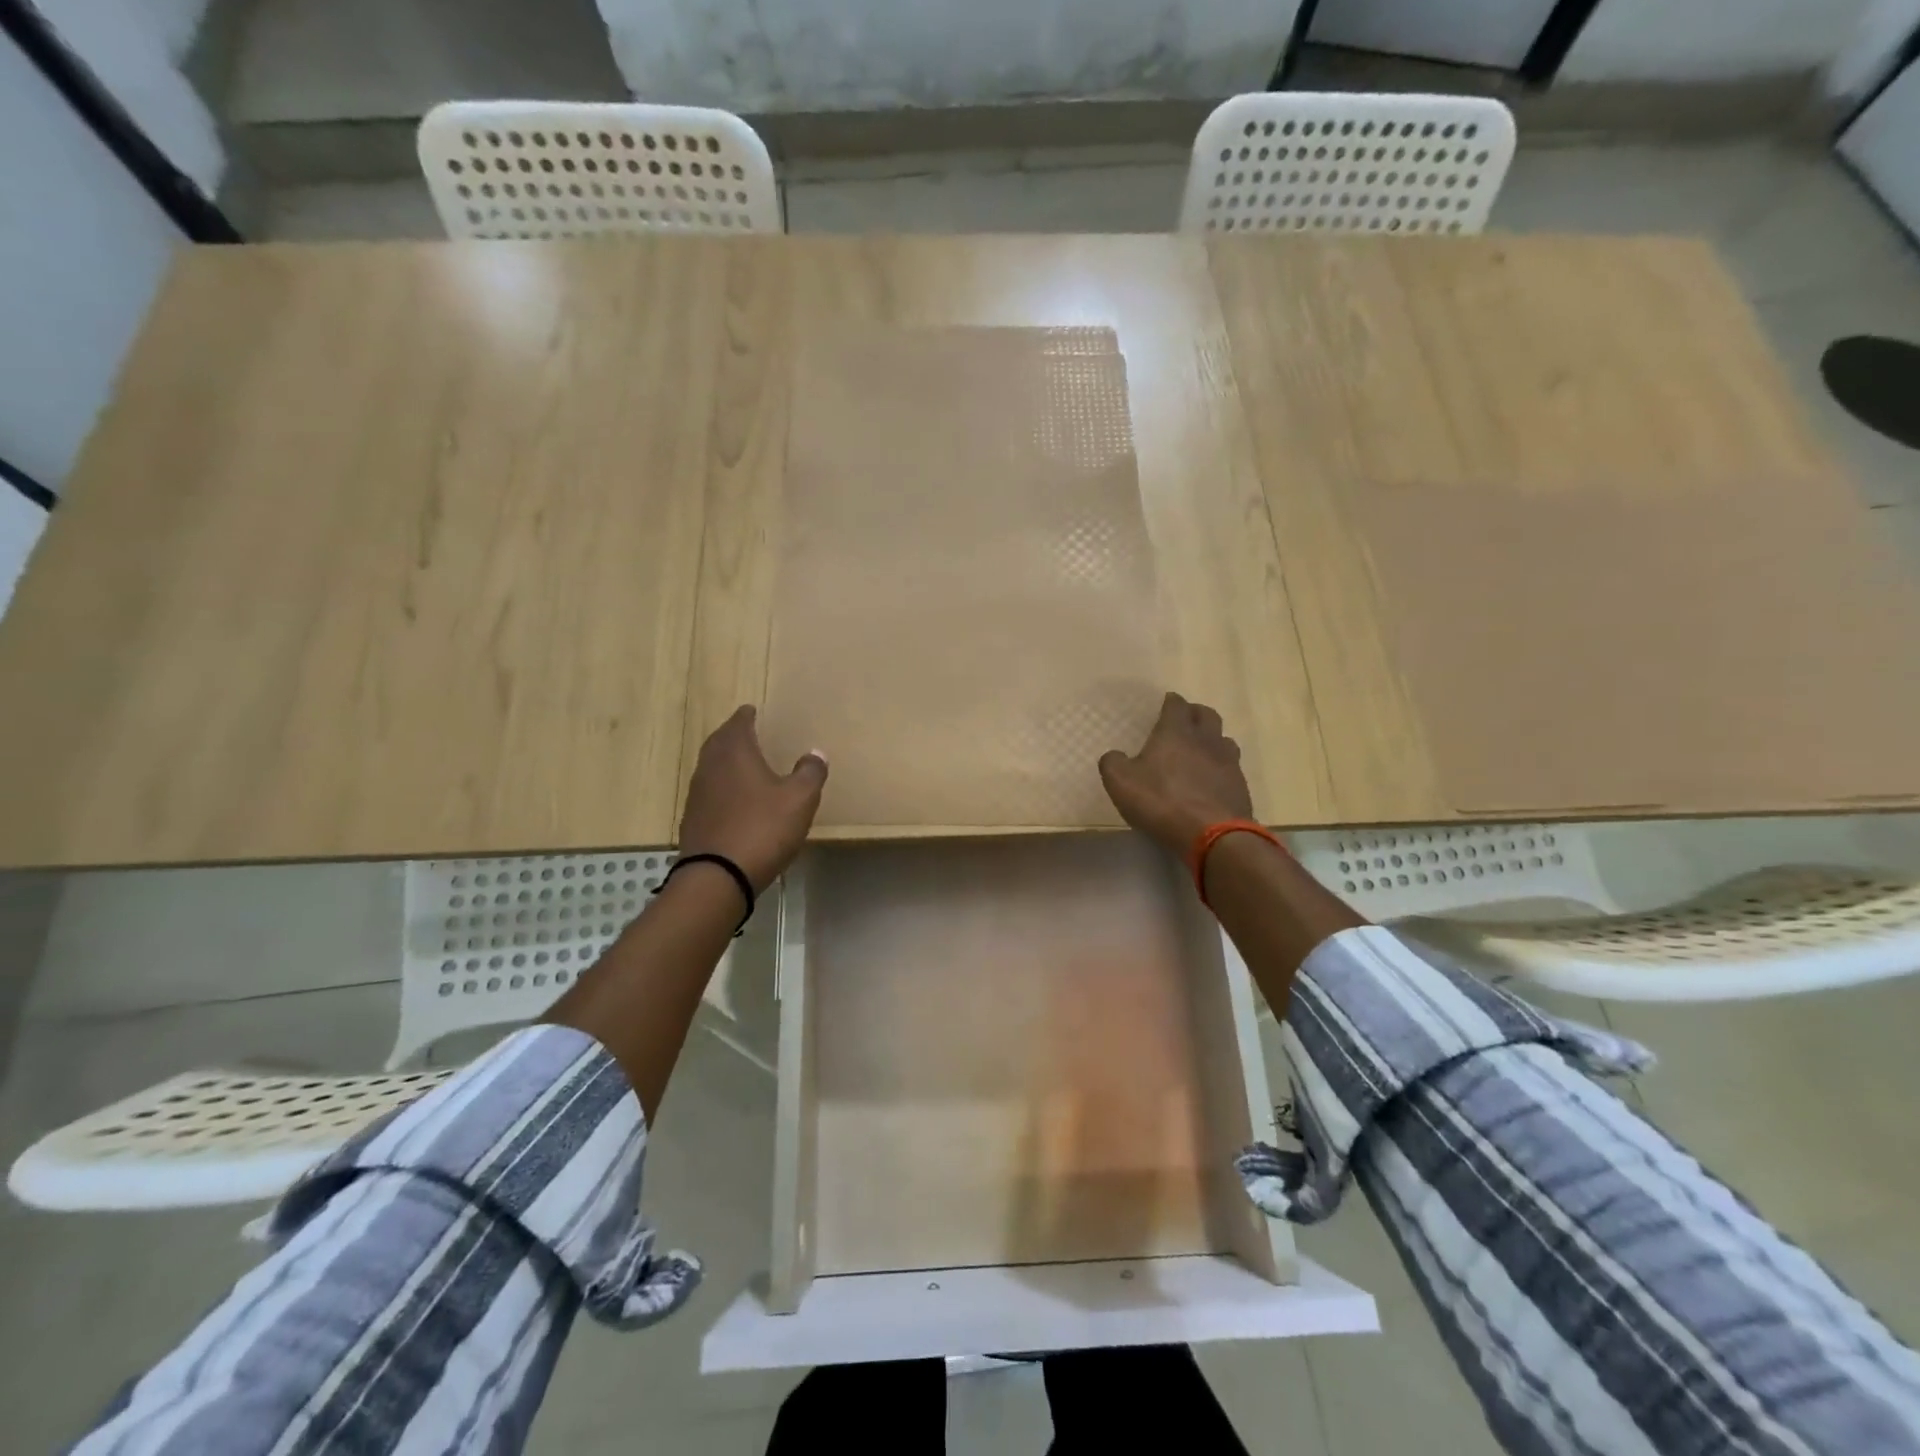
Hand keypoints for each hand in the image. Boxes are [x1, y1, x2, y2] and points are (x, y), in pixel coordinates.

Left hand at [677, 707, 827, 893]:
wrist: (717, 877)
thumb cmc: (762, 829)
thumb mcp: (799, 800)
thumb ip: (810, 773)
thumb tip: (815, 753)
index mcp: (735, 753)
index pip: (738, 724)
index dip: (746, 716)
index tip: (752, 711)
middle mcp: (710, 767)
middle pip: (719, 742)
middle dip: (732, 735)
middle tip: (745, 733)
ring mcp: (697, 795)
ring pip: (711, 767)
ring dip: (724, 761)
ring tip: (741, 764)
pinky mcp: (693, 820)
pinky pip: (708, 793)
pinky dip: (721, 788)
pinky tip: (733, 800)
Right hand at [1098, 692, 1252, 857]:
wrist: (1213, 835)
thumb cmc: (1162, 801)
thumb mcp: (1121, 782)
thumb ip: (1113, 763)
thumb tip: (1114, 756)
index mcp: (1176, 732)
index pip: (1176, 706)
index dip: (1171, 702)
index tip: (1167, 703)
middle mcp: (1206, 740)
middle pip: (1207, 715)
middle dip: (1195, 714)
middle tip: (1184, 721)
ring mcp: (1228, 762)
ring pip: (1223, 739)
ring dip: (1212, 739)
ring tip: (1200, 750)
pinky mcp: (1240, 786)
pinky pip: (1231, 767)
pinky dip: (1220, 767)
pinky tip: (1211, 780)